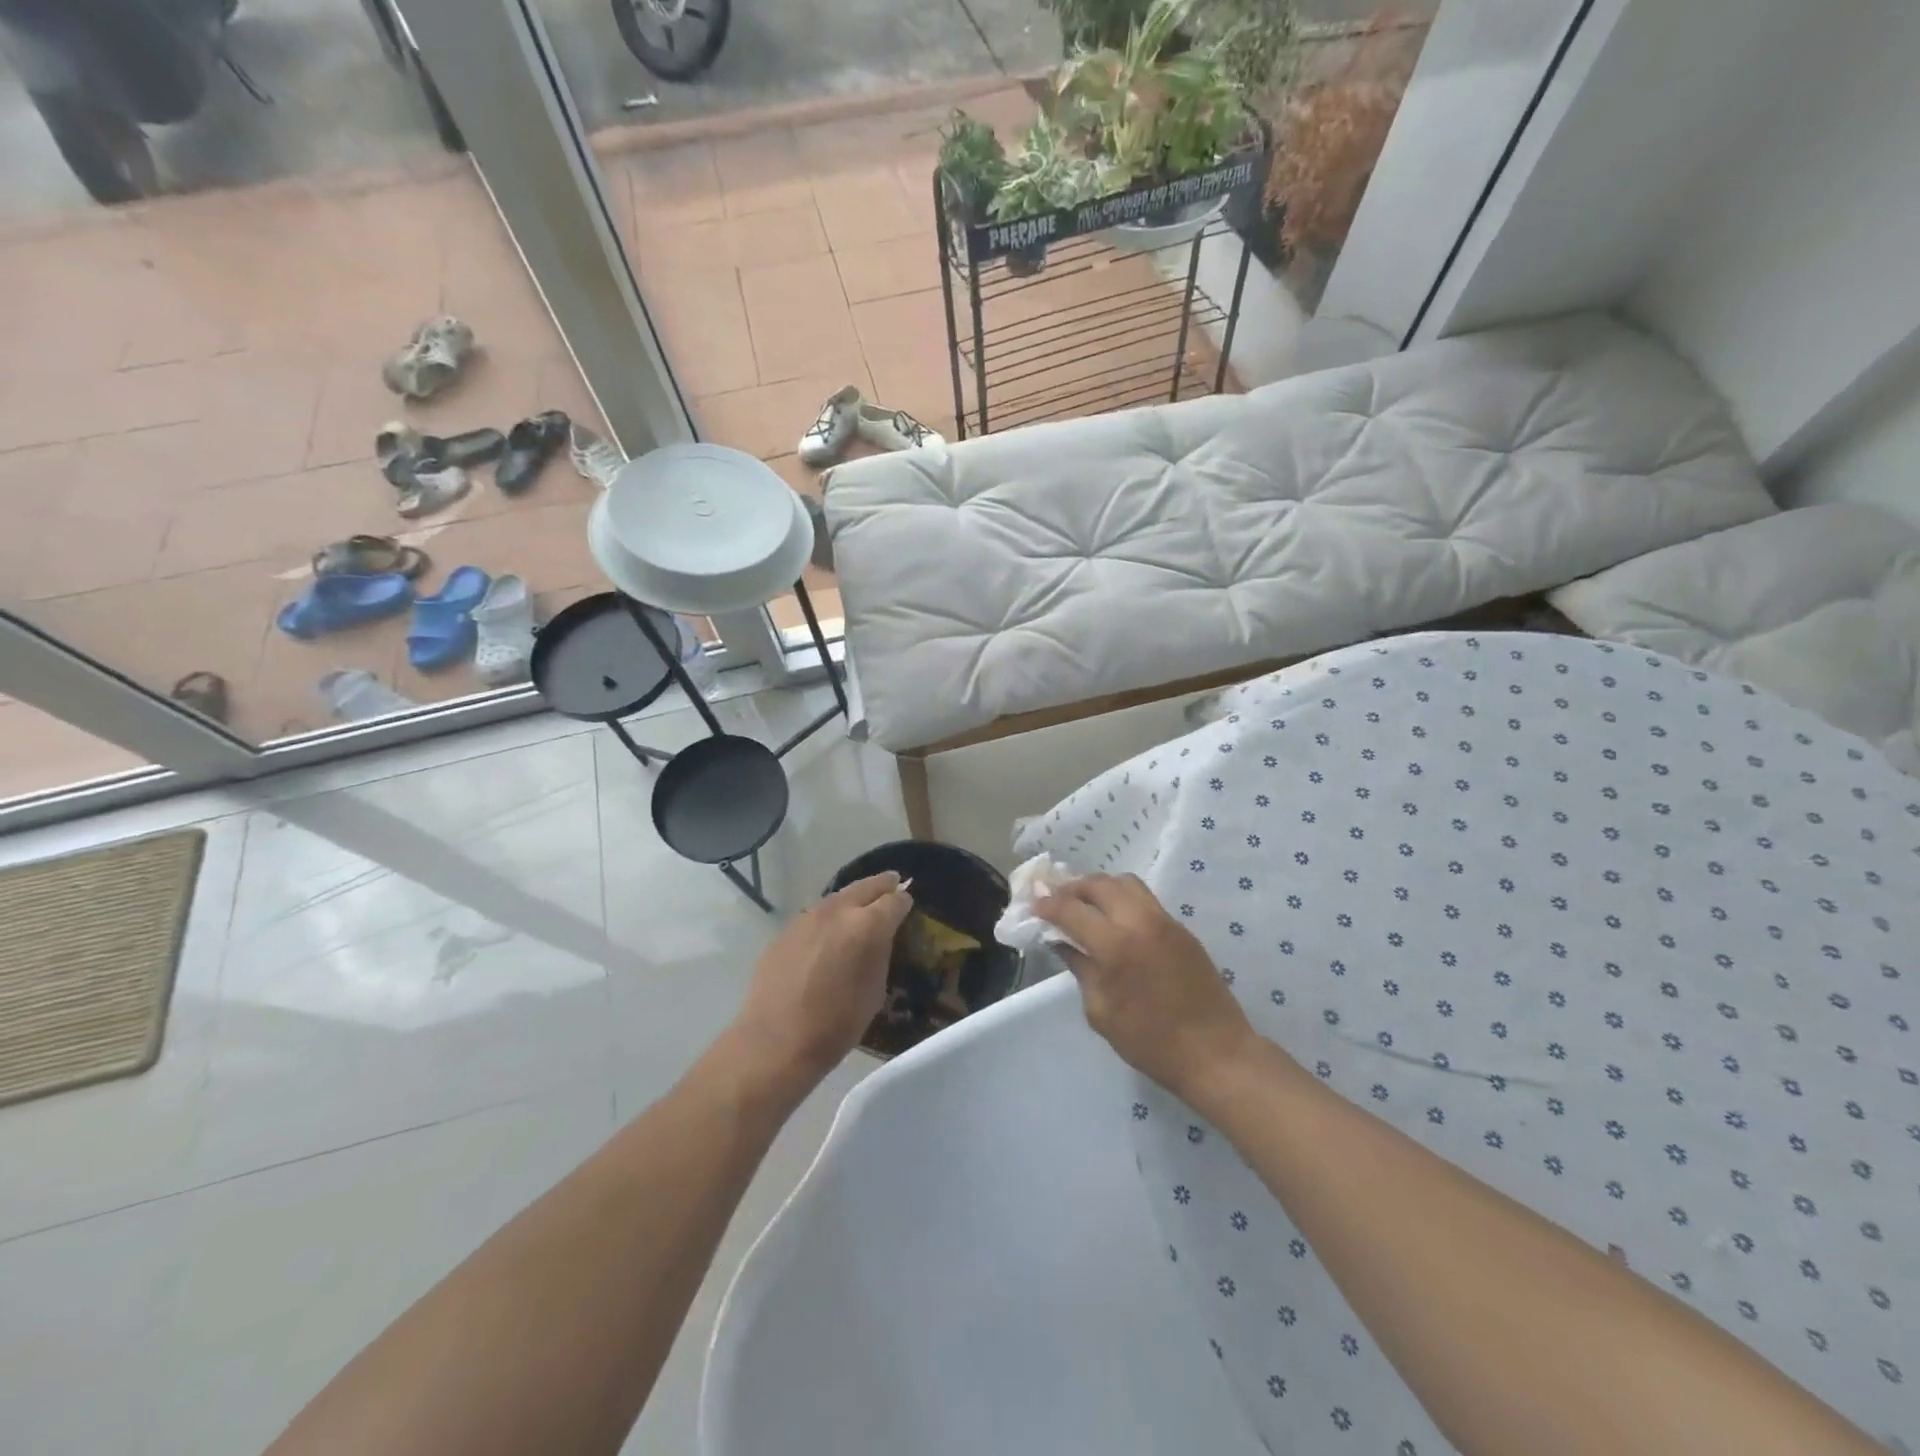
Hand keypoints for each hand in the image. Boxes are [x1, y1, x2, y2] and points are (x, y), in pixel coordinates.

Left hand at [728, 872, 911, 1099]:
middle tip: (892, 883)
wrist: (776, 1041)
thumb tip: (879, 938)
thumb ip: (879, 954)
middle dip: (881, 885)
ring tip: (860, 908)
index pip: (894, 901)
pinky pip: (813, 919)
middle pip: (865, 887)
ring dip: (851, 900)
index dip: (904, 902)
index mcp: (867, 926)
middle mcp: (837, 912)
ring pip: (837, 899)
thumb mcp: (875, 991)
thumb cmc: (836, 1024)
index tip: (907, 904)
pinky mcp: (785, 932)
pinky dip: (827, 921)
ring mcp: (807, 919)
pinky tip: (826, 936)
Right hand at [1036, 873, 1255, 1101]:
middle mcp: (1139, 921)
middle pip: (1098, 884)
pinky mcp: (1181, 928)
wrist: (1215, 1052)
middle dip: (1072, 888)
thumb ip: (1081, 968)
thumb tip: (1062, 942)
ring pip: (1125, 883)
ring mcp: (1164, 921)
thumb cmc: (1150, 1041)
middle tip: (1056, 899)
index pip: (1070, 909)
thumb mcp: (1101, 1011)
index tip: (1033, 905)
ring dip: (1099, 887)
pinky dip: (1122, 899)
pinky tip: (1114, 919)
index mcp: (1115, 945)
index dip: (1047, 904)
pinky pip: (1145, 899)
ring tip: (1085, 904)